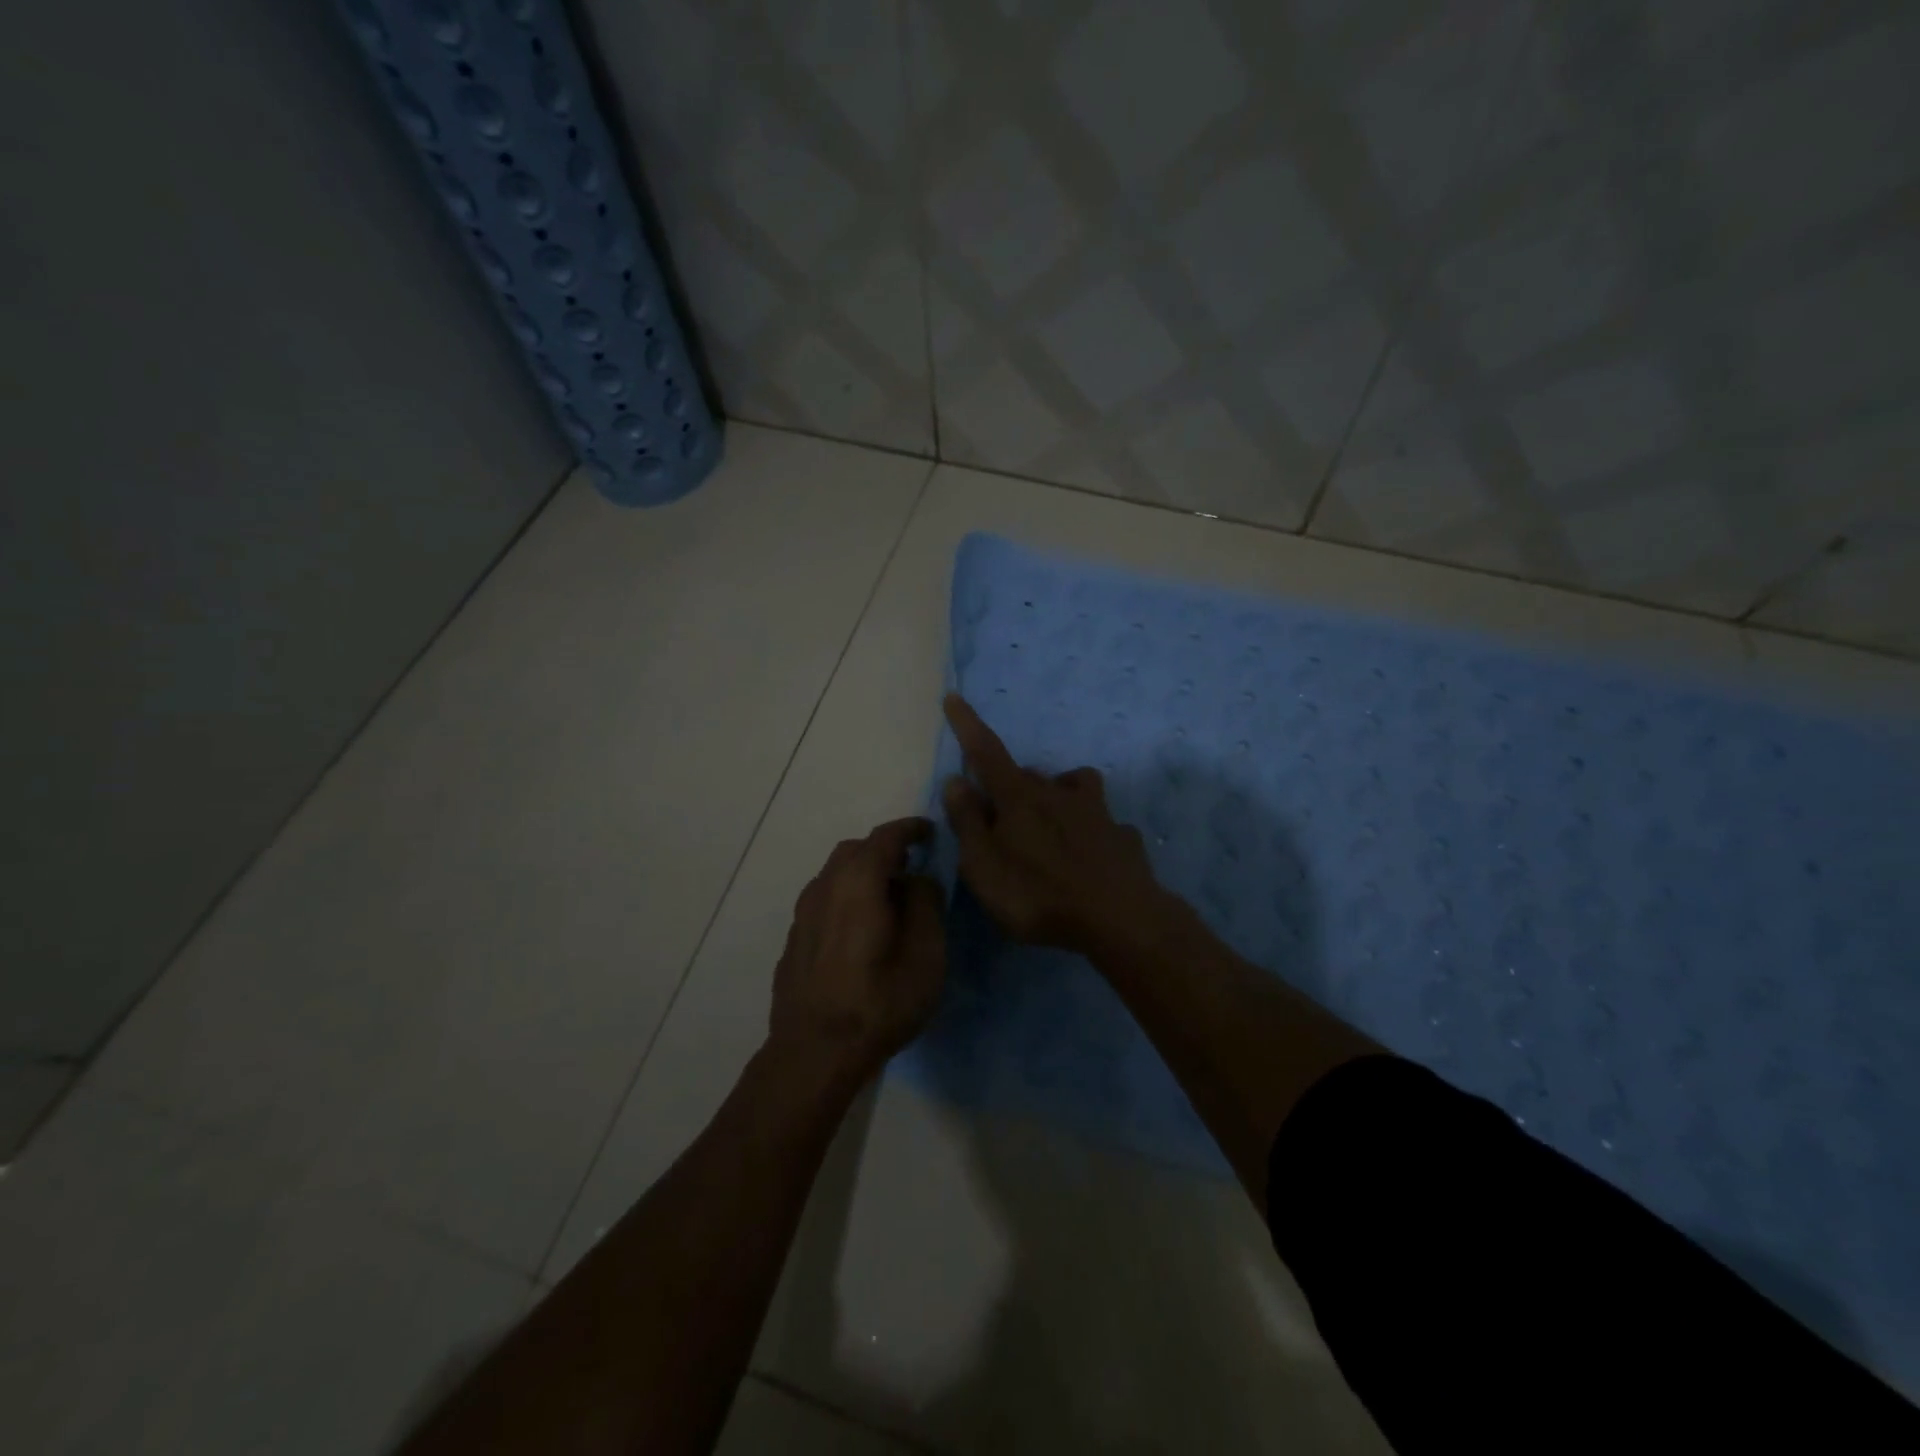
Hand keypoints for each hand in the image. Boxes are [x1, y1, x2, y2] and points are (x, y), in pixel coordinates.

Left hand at [769, 817, 946, 1078]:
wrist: (814, 1052)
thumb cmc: (879, 1001)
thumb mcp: (926, 953)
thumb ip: (926, 904)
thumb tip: (918, 879)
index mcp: (858, 882)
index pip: (885, 837)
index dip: (910, 829)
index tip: (930, 832)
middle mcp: (824, 887)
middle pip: (854, 851)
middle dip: (884, 850)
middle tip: (911, 866)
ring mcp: (803, 915)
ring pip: (835, 876)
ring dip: (862, 875)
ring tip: (888, 898)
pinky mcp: (795, 940)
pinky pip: (824, 902)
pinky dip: (846, 898)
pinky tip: (859, 929)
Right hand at [942, 694, 1175, 957]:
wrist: (1120, 919)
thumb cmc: (1039, 894)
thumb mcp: (984, 866)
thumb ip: (968, 822)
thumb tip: (956, 781)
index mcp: (1020, 799)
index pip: (986, 752)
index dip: (967, 725)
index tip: (954, 696)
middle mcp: (1059, 794)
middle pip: (1028, 775)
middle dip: (1011, 785)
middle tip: (1000, 820)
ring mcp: (1097, 813)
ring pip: (1073, 786)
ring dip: (1058, 794)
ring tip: (1051, 825)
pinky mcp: (1122, 837)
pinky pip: (1102, 823)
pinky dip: (1091, 831)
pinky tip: (1090, 856)